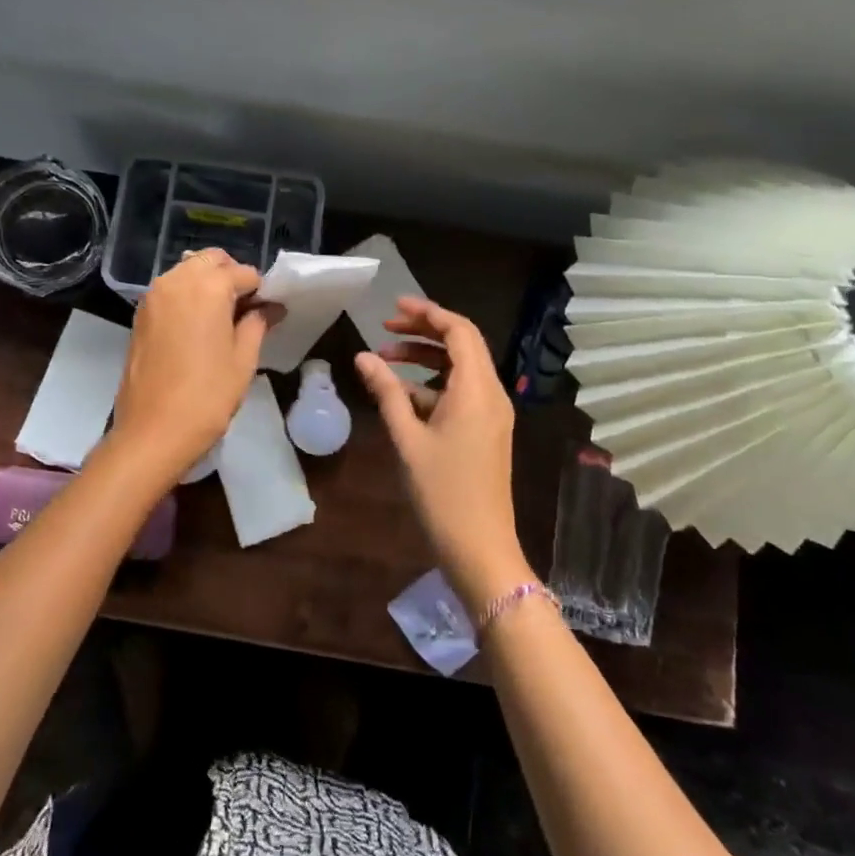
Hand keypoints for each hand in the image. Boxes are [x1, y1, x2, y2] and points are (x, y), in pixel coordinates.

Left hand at [109, 249, 272, 475]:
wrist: (152, 431)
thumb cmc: (207, 396)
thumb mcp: (243, 360)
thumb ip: (257, 324)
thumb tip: (270, 308)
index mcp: (207, 286)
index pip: (243, 273)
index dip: (259, 291)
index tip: (268, 313)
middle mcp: (177, 281)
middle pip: (210, 261)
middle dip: (231, 277)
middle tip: (246, 310)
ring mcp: (153, 297)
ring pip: (187, 272)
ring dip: (207, 284)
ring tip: (222, 319)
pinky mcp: (140, 315)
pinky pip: (170, 291)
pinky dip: (187, 296)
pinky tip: (198, 327)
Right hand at [355, 297, 529, 608]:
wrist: (480, 547)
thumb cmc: (442, 491)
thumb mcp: (407, 438)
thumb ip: (386, 392)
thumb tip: (363, 357)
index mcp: (477, 390)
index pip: (459, 331)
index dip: (428, 313)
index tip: (393, 308)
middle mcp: (491, 394)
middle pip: (461, 345)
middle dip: (423, 332)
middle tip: (385, 329)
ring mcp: (491, 414)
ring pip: (460, 370)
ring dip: (425, 360)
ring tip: (385, 360)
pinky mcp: (486, 432)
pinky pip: (461, 393)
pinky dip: (432, 386)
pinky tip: (400, 396)